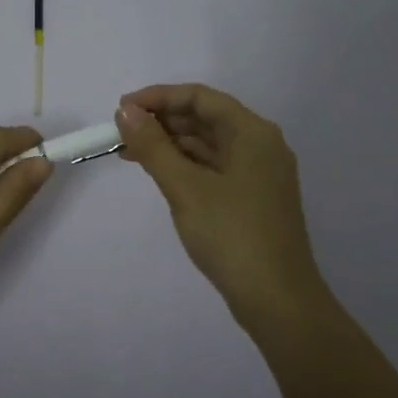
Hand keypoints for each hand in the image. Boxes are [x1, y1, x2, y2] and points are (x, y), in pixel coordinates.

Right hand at [116, 84, 327, 326]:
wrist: (277, 299)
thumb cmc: (231, 235)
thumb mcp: (185, 187)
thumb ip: (152, 146)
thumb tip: (125, 111)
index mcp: (252, 132)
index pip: (200, 97)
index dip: (158, 97)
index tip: (121, 109)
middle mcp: (260, 145)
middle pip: (206, 118)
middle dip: (162, 121)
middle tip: (120, 133)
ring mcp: (259, 173)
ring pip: (209, 144)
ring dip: (171, 144)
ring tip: (130, 153)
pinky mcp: (254, 198)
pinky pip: (215, 167)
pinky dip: (186, 166)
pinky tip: (159, 174)